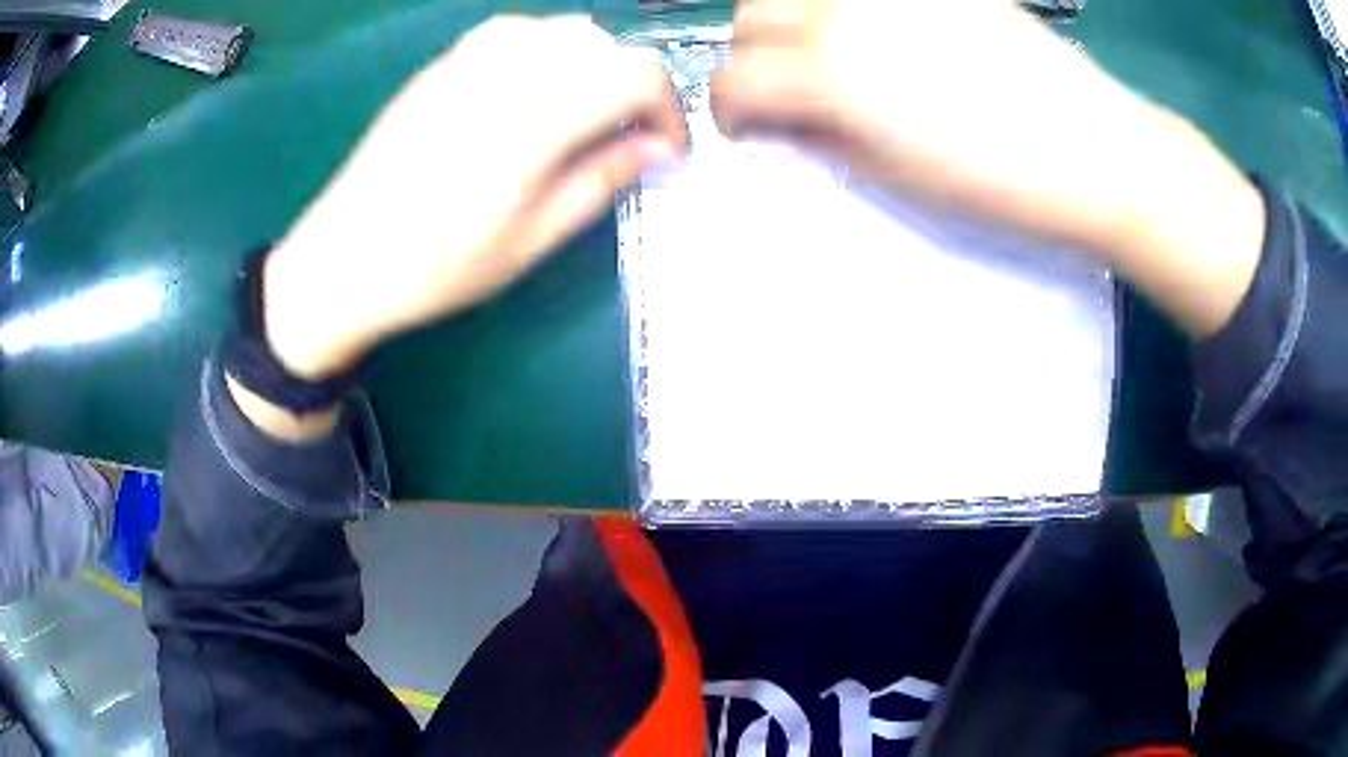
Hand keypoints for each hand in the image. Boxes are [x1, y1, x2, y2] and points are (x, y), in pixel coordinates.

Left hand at [264, 15, 685, 378]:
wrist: (343, 258)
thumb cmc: (436, 267)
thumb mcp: (531, 240)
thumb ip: (602, 180)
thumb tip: (659, 148)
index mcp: (530, 123)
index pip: (636, 74)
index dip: (669, 108)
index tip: (666, 150)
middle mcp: (503, 73)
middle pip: (604, 44)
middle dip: (633, 86)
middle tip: (624, 138)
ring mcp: (467, 60)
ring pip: (563, 30)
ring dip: (592, 66)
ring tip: (581, 116)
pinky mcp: (443, 63)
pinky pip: (518, 32)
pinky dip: (548, 54)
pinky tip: (532, 95)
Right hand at [712, 0, 1264, 334]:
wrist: (1093, 149)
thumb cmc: (1000, 183)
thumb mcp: (895, 178)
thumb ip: (821, 140)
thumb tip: (781, 124)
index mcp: (830, 73)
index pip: (732, 79)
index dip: (729, 112)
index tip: (751, 131)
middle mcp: (842, 9)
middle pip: (750, 15)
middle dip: (753, 57)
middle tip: (788, 91)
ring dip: (788, 20)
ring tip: (827, 54)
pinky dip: (842, 8)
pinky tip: (875, 33)